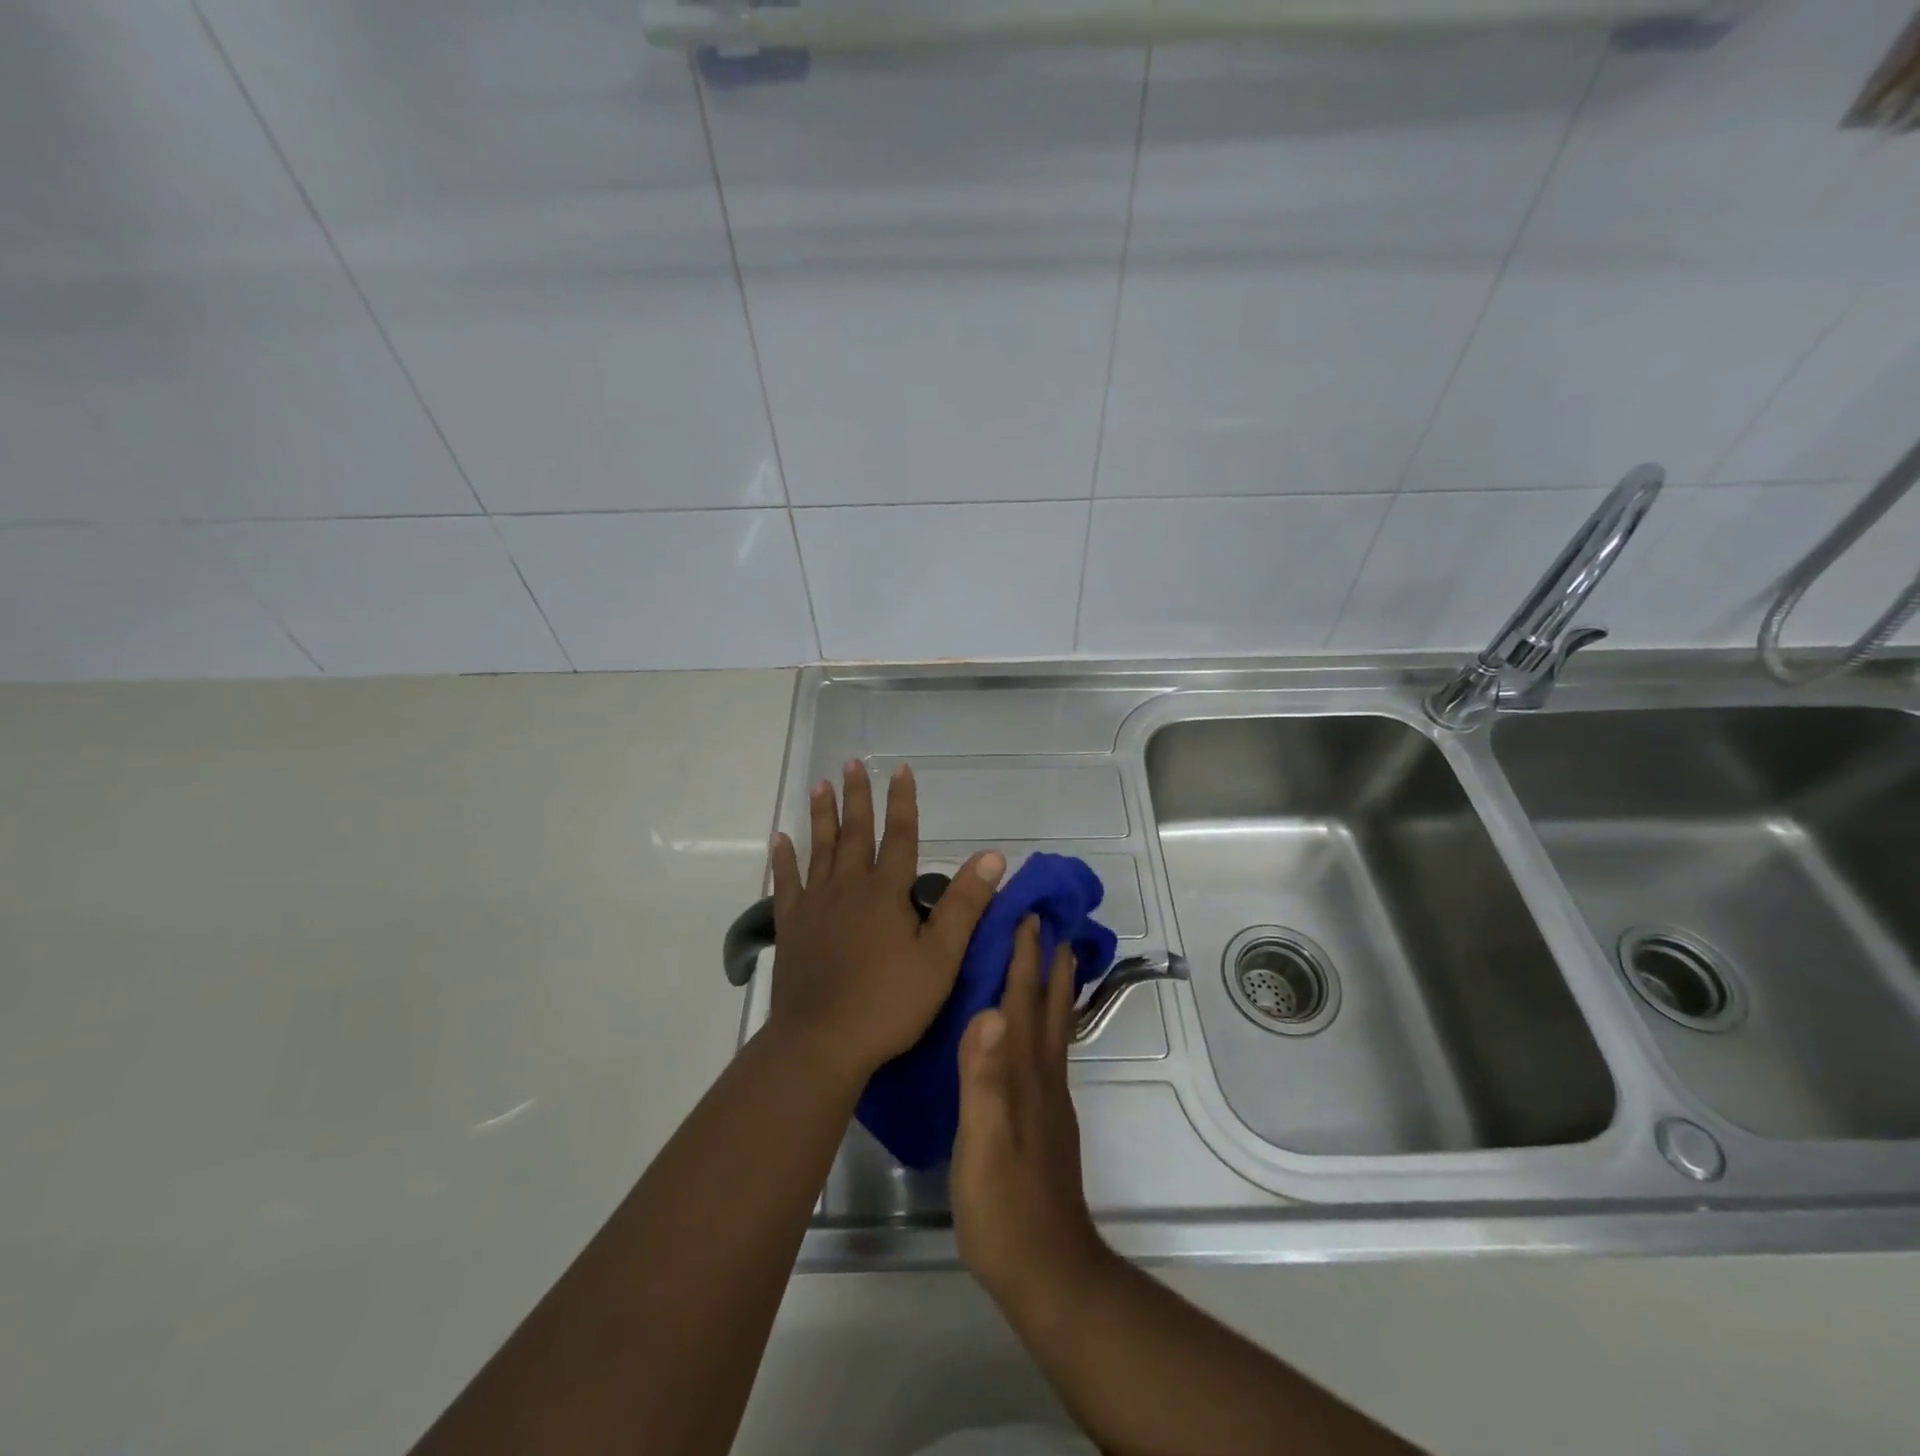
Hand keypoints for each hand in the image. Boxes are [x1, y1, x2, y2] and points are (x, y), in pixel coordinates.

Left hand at [766, 760, 1004, 1087]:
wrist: (822, 1042)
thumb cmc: (889, 1002)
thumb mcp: (940, 957)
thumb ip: (965, 904)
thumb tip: (992, 855)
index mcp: (885, 892)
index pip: (899, 835)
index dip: (902, 801)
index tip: (900, 770)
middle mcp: (848, 887)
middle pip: (854, 832)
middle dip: (856, 796)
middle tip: (851, 763)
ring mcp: (815, 905)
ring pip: (819, 848)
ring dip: (821, 815)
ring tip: (820, 784)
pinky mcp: (791, 927)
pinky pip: (787, 883)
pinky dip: (784, 859)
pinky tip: (780, 839)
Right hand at [952, 916, 1108, 1311]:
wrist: (1049, 1272)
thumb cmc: (1004, 1209)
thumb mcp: (980, 1145)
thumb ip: (983, 1079)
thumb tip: (988, 1010)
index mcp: (1024, 1075)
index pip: (1022, 1001)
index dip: (1024, 956)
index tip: (1026, 912)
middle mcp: (1042, 1076)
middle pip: (1048, 1005)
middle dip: (1047, 960)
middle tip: (1049, 919)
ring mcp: (1049, 1098)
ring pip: (1053, 1026)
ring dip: (1053, 986)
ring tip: (1055, 955)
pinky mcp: (1046, 1118)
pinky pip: (1048, 1050)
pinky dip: (1047, 1020)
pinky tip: (1036, 1027)